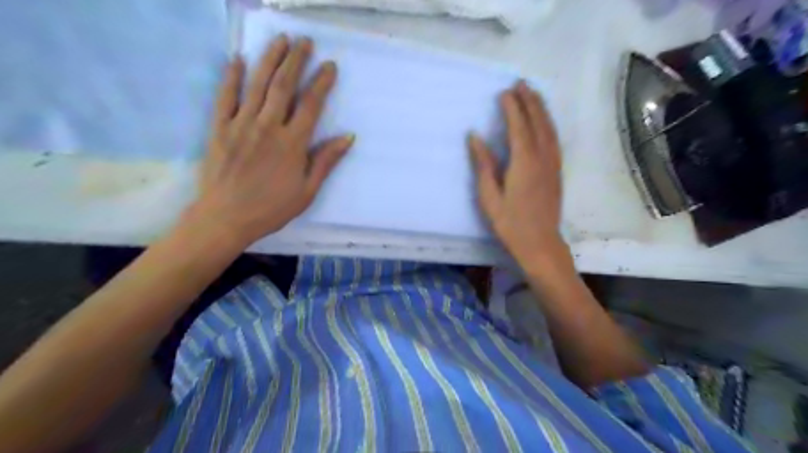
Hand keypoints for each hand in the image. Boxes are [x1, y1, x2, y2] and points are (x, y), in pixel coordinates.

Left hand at [191, 36, 353, 247]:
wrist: (226, 218)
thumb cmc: (272, 208)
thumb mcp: (307, 191)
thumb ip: (326, 161)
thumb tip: (348, 137)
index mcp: (292, 144)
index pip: (311, 105)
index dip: (321, 83)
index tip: (329, 66)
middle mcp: (268, 127)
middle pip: (284, 86)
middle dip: (296, 61)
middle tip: (305, 42)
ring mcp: (241, 124)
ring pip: (257, 85)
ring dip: (270, 60)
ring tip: (280, 40)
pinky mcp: (219, 128)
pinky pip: (225, 97)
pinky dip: (231, 77)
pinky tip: (237, 60)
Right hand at [468, 81, 565, 275]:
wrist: (540, 243)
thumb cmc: (510, 223)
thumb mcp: (489, 196)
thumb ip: (483, 164)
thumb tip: (475, 137)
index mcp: (524, 163)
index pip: (518, 126)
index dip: (511, 107)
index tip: (504, 92)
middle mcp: (542, 158)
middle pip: (538, 122)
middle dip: (529, 101)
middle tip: (520, 84)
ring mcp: (553, 164)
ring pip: (549, 129)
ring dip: (541, 109)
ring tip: (533, 94)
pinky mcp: (556, 171)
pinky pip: (554, 139)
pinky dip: (548, 124)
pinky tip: (544, 121)